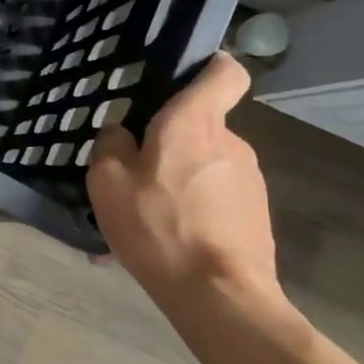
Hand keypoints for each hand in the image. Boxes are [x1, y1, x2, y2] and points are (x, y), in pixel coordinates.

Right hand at [86, 52, 279, 313]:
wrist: (219, 295)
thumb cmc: (158, 226)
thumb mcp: (107, 182)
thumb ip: (111, 145)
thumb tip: (121, 133)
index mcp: (194, 123)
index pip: (224, 71)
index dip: (206, 67)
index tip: (178, 82)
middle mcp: (230, 142)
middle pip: (200, 126)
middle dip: (169, 144)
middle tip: (134, 175)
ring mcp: (250, 180)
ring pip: (204, 166)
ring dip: (177, 182)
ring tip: (145, 220)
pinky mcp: (256, 214)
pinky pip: (214, 200)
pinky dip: (191, 212)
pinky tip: (165, 243)